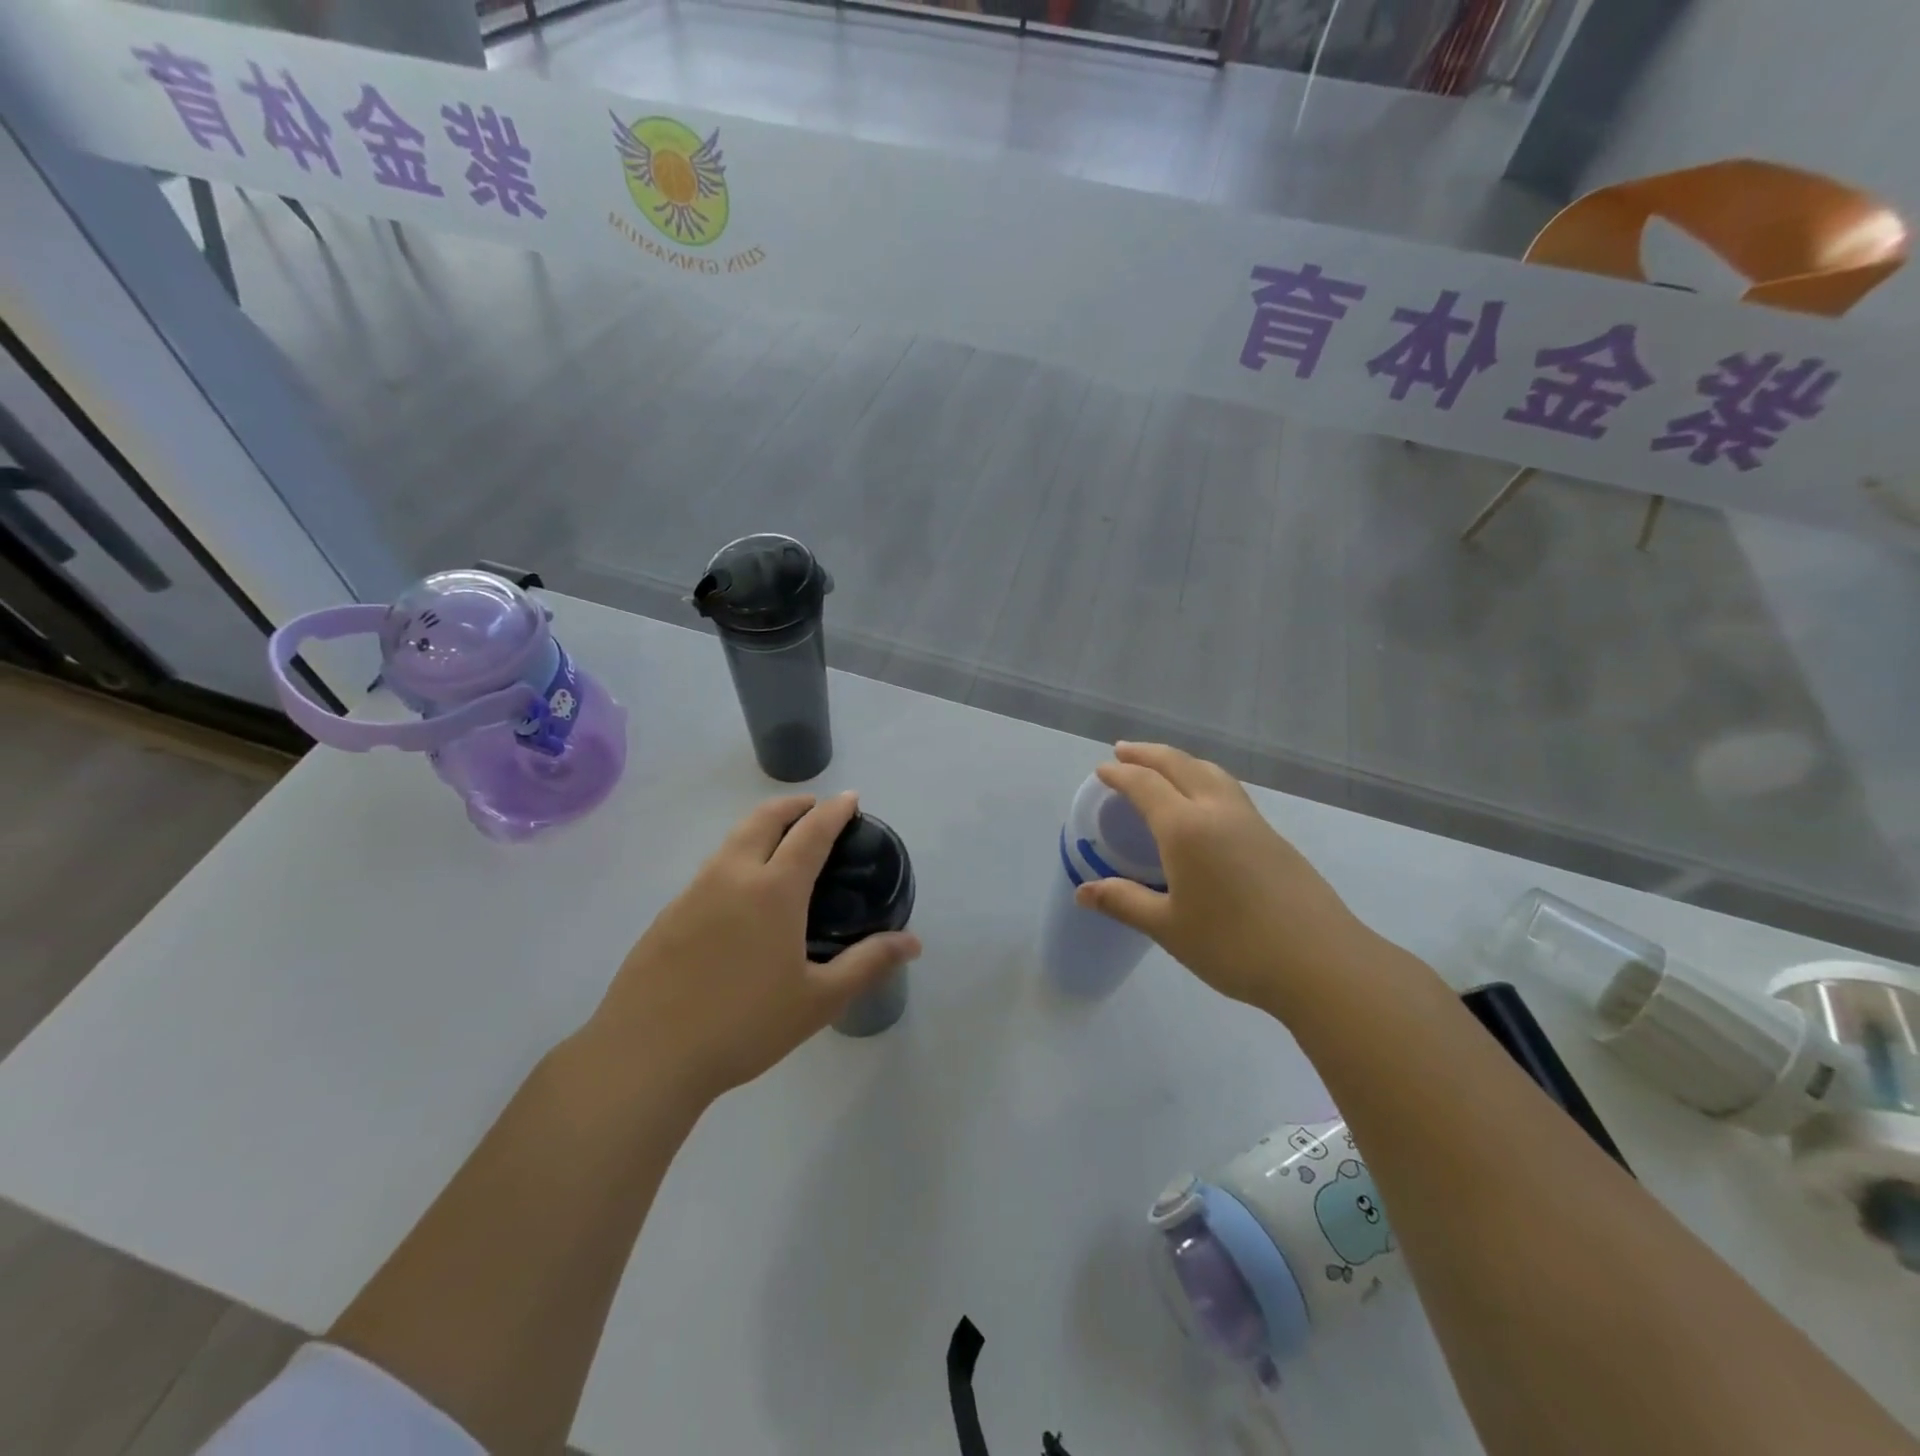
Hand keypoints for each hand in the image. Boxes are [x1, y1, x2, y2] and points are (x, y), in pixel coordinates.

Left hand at [580, 792, 920, 1109]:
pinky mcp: (668, 913)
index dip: (834, 811)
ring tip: (780, 842)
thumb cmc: (743, 1025)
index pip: (811, 833)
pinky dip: (736, 857)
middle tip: (814, 808)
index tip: (850, 798)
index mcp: (774, 890)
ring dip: (761, 826)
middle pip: (764, 819)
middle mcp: (732, 876)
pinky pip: (711, 868)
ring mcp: (694, 891)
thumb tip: (913, 942)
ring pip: (732, 840)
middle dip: (793, 805)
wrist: (646, 1055)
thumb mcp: (818, 999)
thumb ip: (868, 964)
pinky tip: (740, 894)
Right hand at [1074, 743, 1372, 1015]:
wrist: (1320, 962)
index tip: (1102, 770)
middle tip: (1124, 751)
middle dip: (1148, 754)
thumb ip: (1124, 902)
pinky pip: (1229, 790)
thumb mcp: (1168, 927)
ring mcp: (1250, 821)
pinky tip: (1204, 802)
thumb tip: (1082, 892)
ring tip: (1163, 766)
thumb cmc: (1233, 946)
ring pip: (1211, 772)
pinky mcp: (1273, 836)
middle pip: (1180, 764)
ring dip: (1181, 761)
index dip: (1120, 774)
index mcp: (1186, 828)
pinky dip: (1204, 779)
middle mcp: (1218, 811)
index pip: (1145, 785)